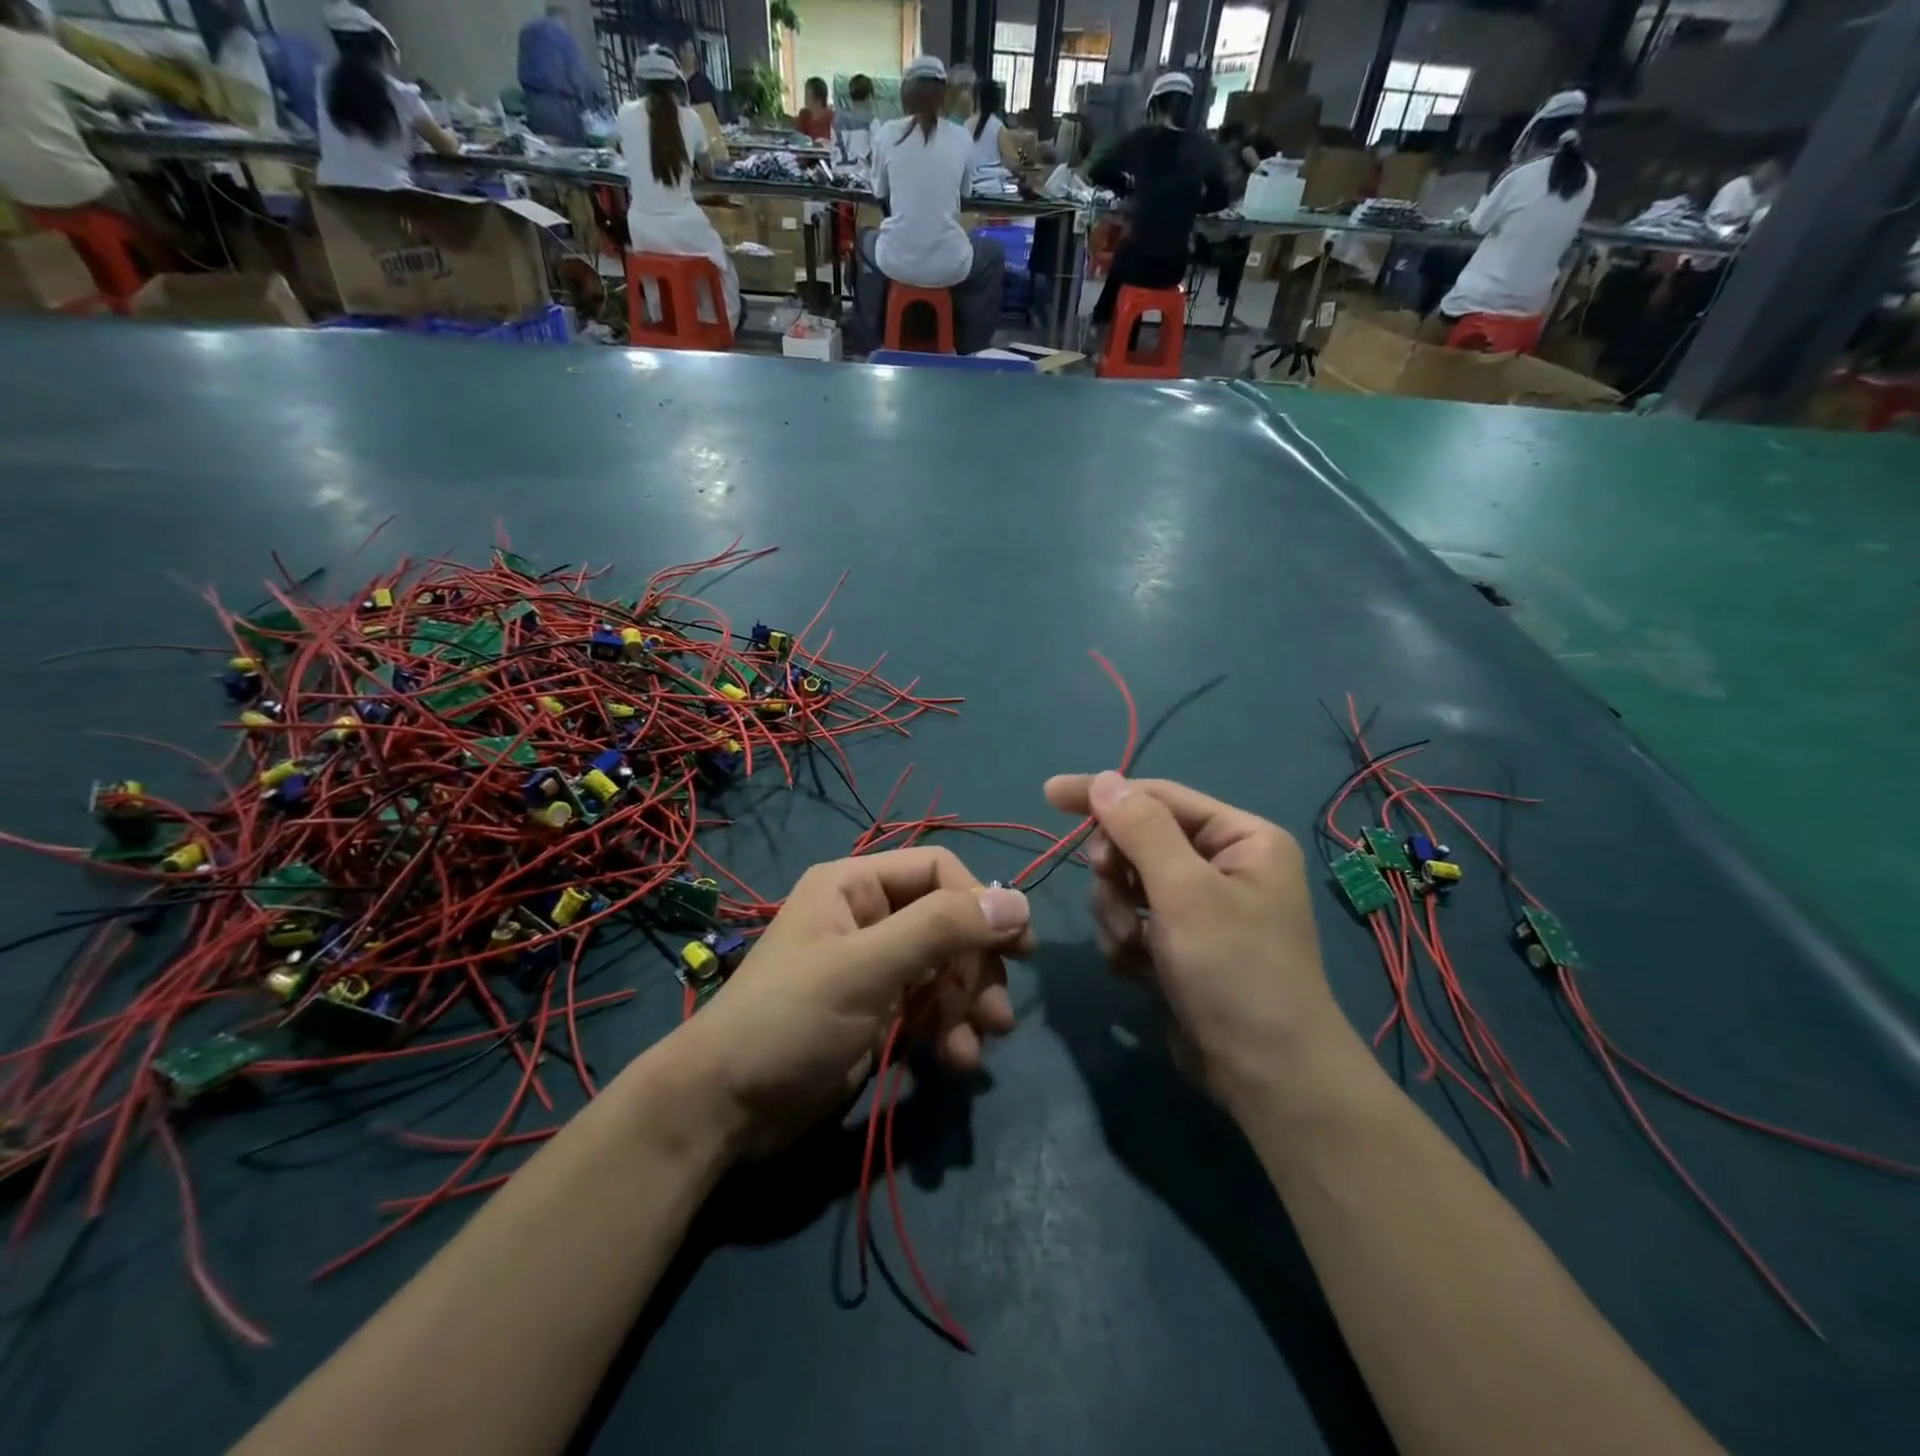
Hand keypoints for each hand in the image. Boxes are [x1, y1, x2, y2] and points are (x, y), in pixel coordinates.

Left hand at [677, 847, 1029, 1154]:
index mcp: (855, 886)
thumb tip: (1018, 901)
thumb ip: (942, 929)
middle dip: (977, 966)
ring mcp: (874, 968)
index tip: (1017, 945)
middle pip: (948, 922)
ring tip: (978, 1045)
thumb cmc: (791, 1019)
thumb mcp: (867, 967)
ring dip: (969, 1004)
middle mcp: (868, 918)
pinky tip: (956, 1061)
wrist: (725, 1109)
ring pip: (946, 968)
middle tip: (997, 1012)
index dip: (979, 901)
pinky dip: (949, 1030)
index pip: (938, 870)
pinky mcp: (878, 1013)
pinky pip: (931, 1007)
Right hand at [1043, 772, 1346, 1105]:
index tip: (1050, 795)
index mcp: (1241, 838)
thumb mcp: (1184, 891)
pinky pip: (1131, 922)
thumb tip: (1105, 779)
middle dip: (1118, 873)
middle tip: (1113, 890)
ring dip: (1118, 916)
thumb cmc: (1234, 970)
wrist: (1265, 1076)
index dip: (1103, 794)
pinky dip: (1126, 944)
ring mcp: (1199, 909)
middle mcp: (1223, 866)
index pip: (1159, 797)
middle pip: (1137, 842)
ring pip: (1126, 886)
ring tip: (1138, 948)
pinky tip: (1143, 972)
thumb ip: (1141, 829)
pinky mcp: (1179, 945)